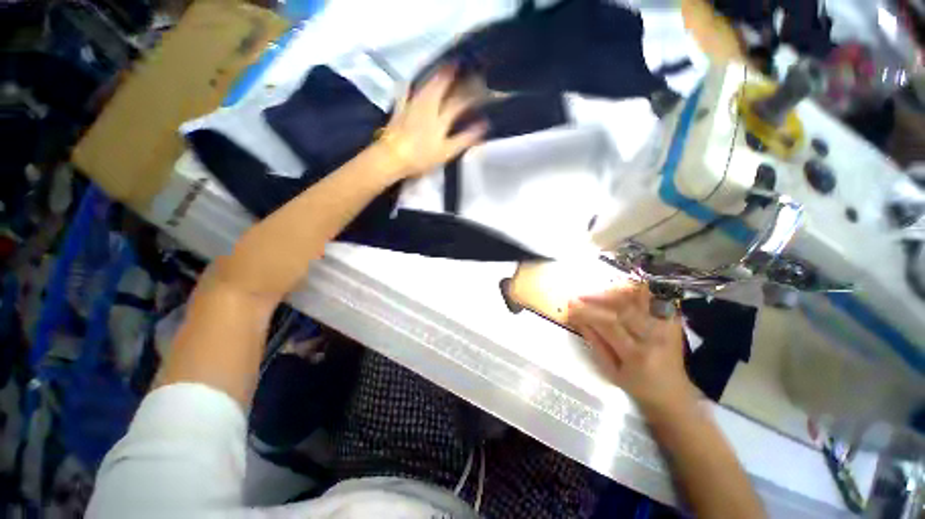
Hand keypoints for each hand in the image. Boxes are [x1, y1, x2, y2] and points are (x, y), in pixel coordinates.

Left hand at [377, 66, 487, 177]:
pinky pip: (406, 92)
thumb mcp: (447, 151)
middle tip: (462, 65)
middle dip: (454, 75)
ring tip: (443, 68)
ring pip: (426, 85)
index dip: (472, 94)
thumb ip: (465, 138)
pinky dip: (411, 86)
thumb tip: (484, 125)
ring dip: (436, 75)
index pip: (460, 101)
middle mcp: (428, 105)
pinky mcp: (400, 109)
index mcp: (441, 117)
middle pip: (442, 86)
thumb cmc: (421, 157)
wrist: (392, 157)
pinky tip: (411, 83)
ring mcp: (412, 105)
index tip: (482, 86)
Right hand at [568, 284, 696, 412]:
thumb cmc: (637, 387)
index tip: (571, 306)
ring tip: (597, 292)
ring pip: (639, 299)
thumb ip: (594, 342)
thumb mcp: (610, 371)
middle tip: (580, 296)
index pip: (609, 324)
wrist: (673, 395)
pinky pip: (653, 299)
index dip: (587, 312)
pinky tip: (620, 291)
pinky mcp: (672, 322)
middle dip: (598, 298)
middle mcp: (654, 337)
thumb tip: (578, 319)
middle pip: (624, 307)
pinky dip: (636, 292)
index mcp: (636, 354)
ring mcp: (666, 328)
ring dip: (615, 292)